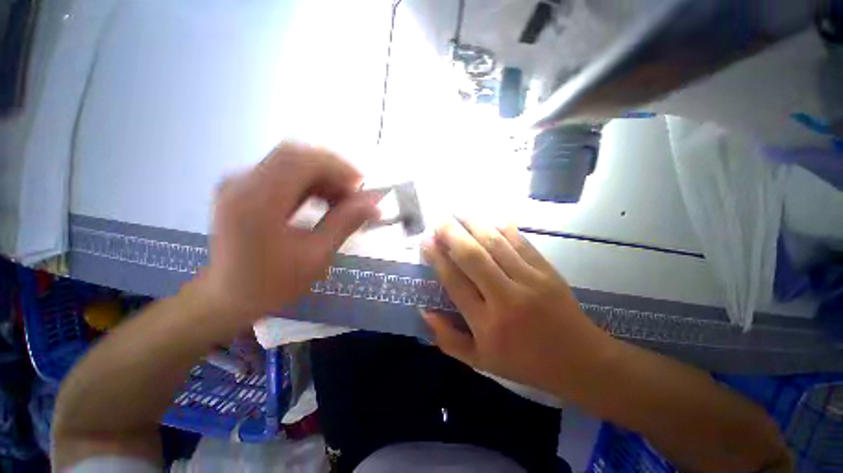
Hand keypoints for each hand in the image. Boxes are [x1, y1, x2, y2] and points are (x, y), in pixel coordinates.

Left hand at [199, 143, 378, 319]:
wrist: (229, 297)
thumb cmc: (273, 283)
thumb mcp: (316, 256)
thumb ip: (345, 223)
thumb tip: (374, 203)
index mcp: (257, 201)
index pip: (301, 160)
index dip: (337, 166)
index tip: (361, 186)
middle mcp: (242, 183)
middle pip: (296, 156)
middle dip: (332, 172)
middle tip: (353, 197)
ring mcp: (239, 184)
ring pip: (291, 163)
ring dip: (322, 178)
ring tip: (341, 204)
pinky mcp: (243, 188)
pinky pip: (283, 174)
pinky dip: (309, 184)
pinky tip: (322, 203)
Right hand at [422, 220, 615, 398]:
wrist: (580, 361)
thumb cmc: (525, 363)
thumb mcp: (480, 361)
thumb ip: (448, 339)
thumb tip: (425, 309)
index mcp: (487, 324)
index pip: (455, 283)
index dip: (438, 259)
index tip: (426, 241)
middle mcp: (506, 298)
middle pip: (473, 257)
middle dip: (452, 235)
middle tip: (439, 221)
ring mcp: (530, 281)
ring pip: (496, 244)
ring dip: (475, 224)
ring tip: (459, 212)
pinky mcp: (547, 271)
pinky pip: (521, 243)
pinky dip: (504, 228)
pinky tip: (491, 218)